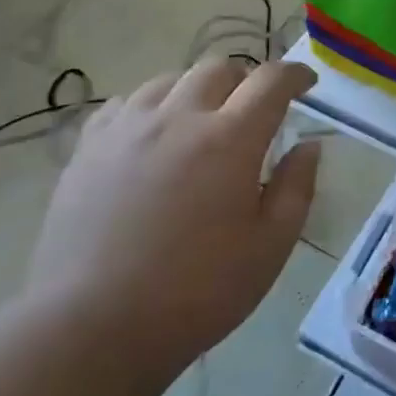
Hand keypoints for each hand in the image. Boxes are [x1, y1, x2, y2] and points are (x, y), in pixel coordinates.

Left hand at [25, 59, 320, 365]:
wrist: (93, 328)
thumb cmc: (196, 293)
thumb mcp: (270, 248)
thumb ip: (296, 188)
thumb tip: (307, 145)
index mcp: (230, 139)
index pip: (271, 81)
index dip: (295, 74)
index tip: (306, 83)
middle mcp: (179, 117)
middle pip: (219, 68)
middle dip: (245, 79)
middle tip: (253, 110)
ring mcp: (127, 128)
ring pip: (169, 79)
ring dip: (196, 90)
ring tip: (200, 122)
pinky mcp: (88, 147)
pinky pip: (125, 103)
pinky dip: (150, 107)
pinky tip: (150, 136)